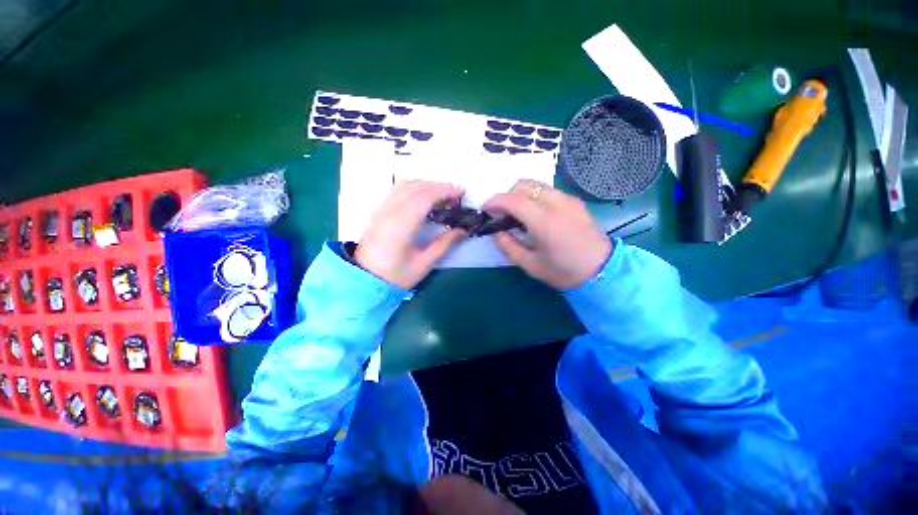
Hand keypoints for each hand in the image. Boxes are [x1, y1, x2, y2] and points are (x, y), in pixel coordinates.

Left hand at [355, 181, 466, 288]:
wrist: (365, 281)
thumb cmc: (395, 276)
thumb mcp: (423, 264)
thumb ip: (444, 244)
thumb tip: (463, 231)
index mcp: (401, 225)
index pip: (425, 197)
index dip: (445, 191)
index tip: (461, 193)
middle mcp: (389, 212)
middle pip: (415, 187)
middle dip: (438, 186)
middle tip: (455, 194)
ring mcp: (381, 210)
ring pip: (404, 185)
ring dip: (425, 184)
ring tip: (441, 193)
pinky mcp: (377, 212)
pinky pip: (396, 191)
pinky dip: (413, 187)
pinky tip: (422, 196)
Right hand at [484, 180, 612, 289]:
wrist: (603, 270)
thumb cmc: (564, 272)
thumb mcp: (530, 265)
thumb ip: (509, 246)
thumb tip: (497, 232)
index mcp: (545, 222)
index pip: (514, 200)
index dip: (495, 201)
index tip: (485, 209)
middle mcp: (557, 203)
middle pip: (524, 184)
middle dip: (507, 195)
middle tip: (502, 213)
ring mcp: (568, 199)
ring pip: (536, 184)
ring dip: (520, 194)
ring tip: (517, 214)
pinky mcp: (574, 201)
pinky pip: (548, 191)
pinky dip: (534, 196)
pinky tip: (535, 214)